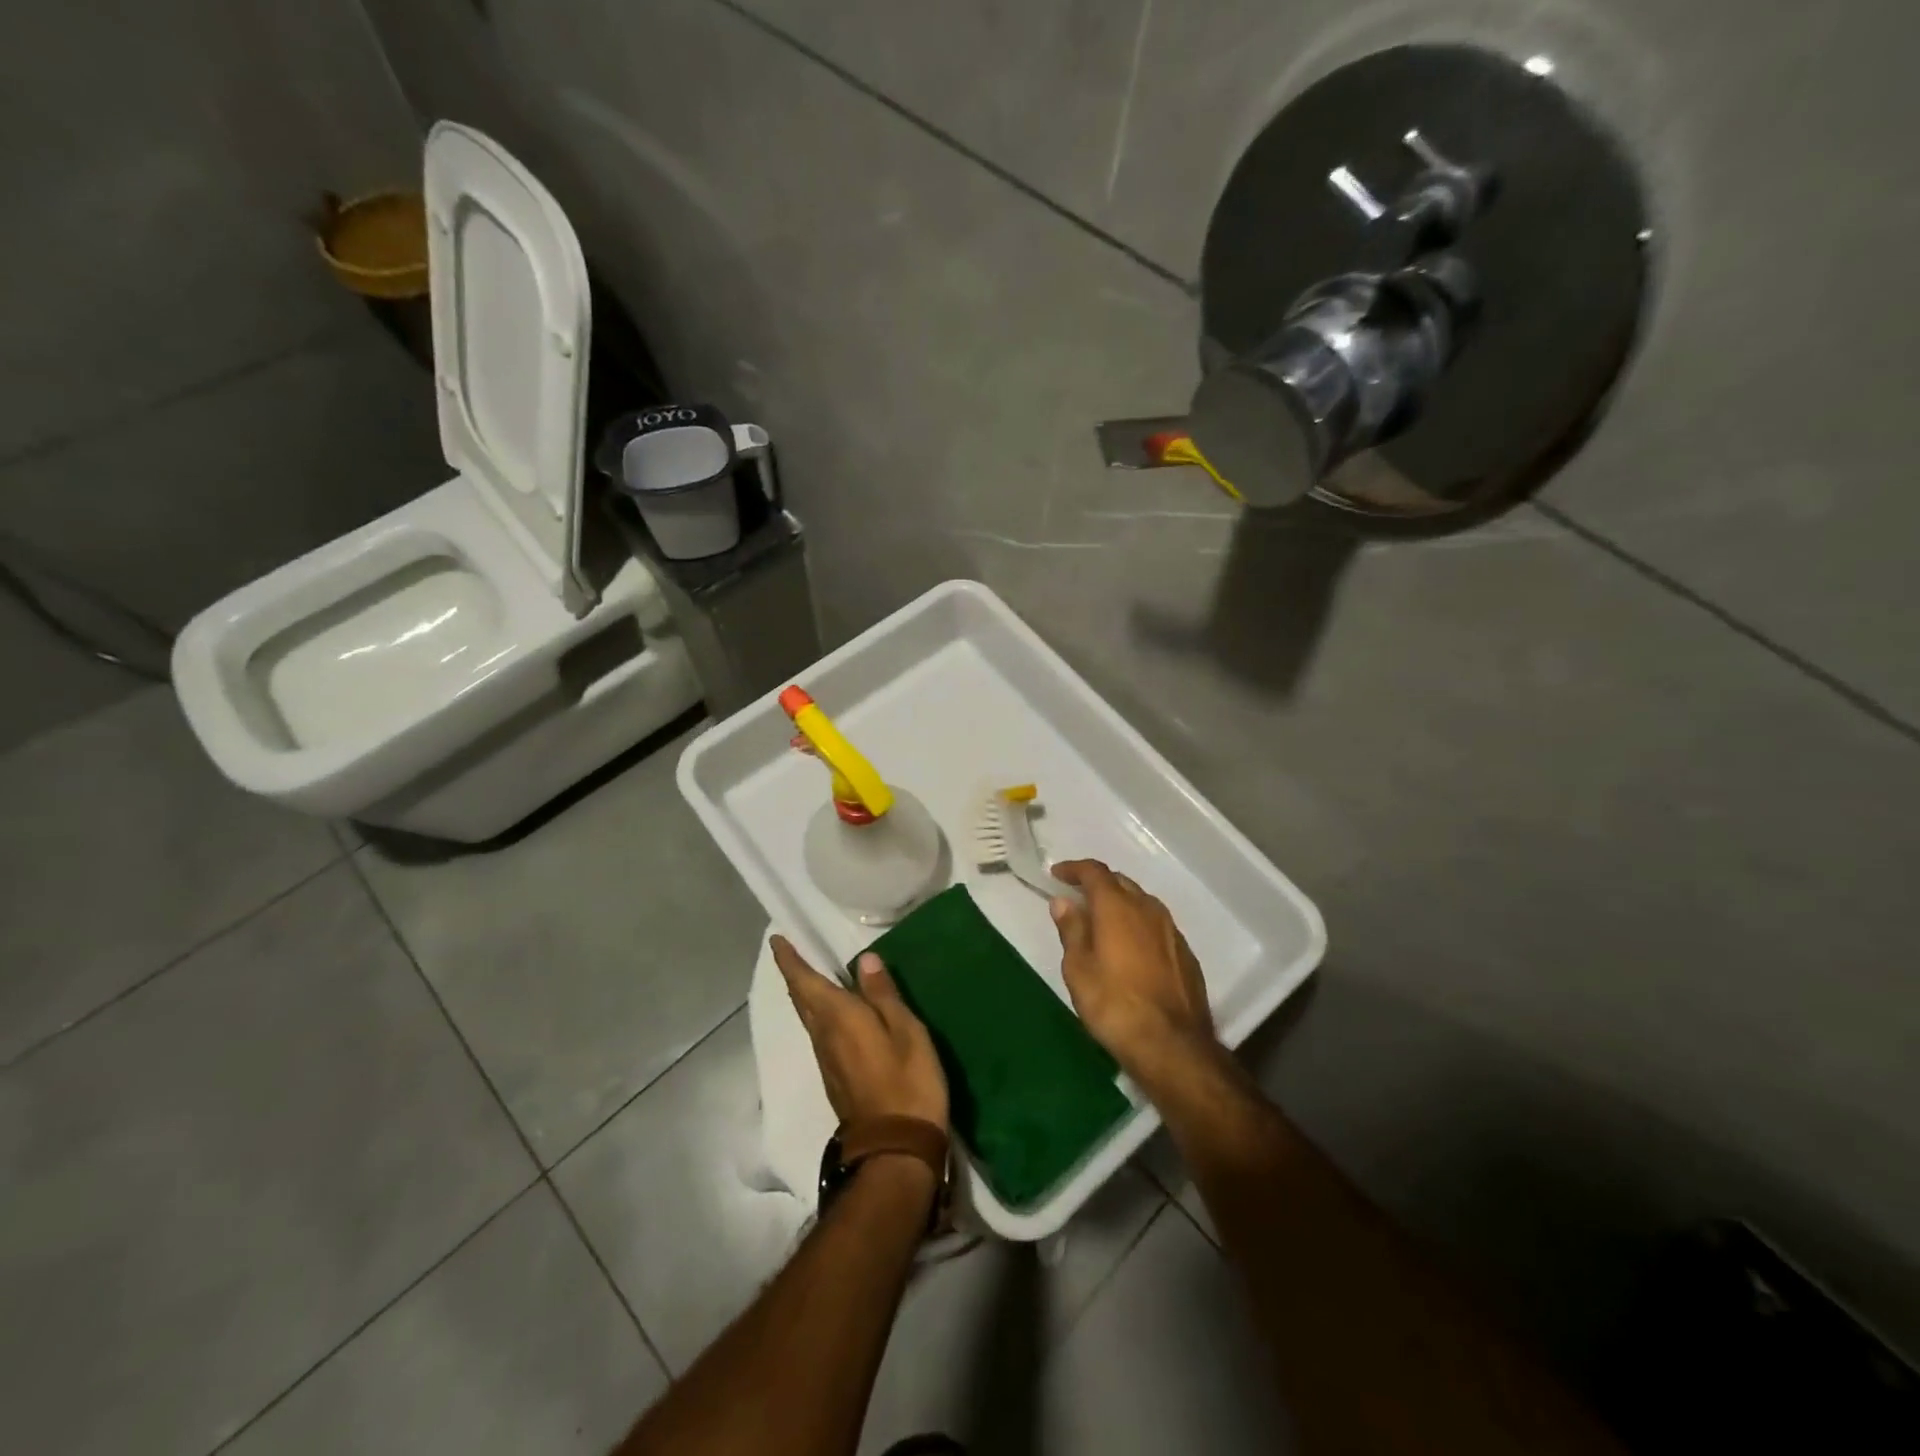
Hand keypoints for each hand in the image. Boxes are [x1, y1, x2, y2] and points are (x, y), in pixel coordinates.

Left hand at [770, 936, 948, 1132]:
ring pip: (810, 1018)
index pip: (805, 982)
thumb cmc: (906, 1082)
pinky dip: (821, 1013)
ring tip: (815, 974)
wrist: (895, 1149)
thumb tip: (864, 960)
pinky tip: (837, 1012)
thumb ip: (884, 995)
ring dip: (807, 994)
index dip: (789, 960)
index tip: (777, 939)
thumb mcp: (906, 1032)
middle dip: (795, 974)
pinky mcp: (835, 1078)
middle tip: (792, 951)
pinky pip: (821, 1033)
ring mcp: (827, 1060)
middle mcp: (823, 1036)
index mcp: (838, 1018)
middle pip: (802, 999)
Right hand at [1050, 860, 1218, 1085]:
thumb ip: (1072, 930)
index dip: (1074, 868)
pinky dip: (1138, 925)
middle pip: (1120, 882)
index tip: (1057, 874)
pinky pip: (1156, 925)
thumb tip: (1063, 902)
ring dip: (1120, 903)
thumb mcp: (1079, 968)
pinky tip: (1130, 947)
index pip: (1094, 871)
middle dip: (1097, 884)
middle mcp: (1147, 908)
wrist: (1172, 1044)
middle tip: (1077, 897)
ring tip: (1102, 921)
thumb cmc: (1114, 1004)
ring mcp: (1171, 930)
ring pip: (1141, 902)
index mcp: (1117, 906)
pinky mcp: (1185, 953)